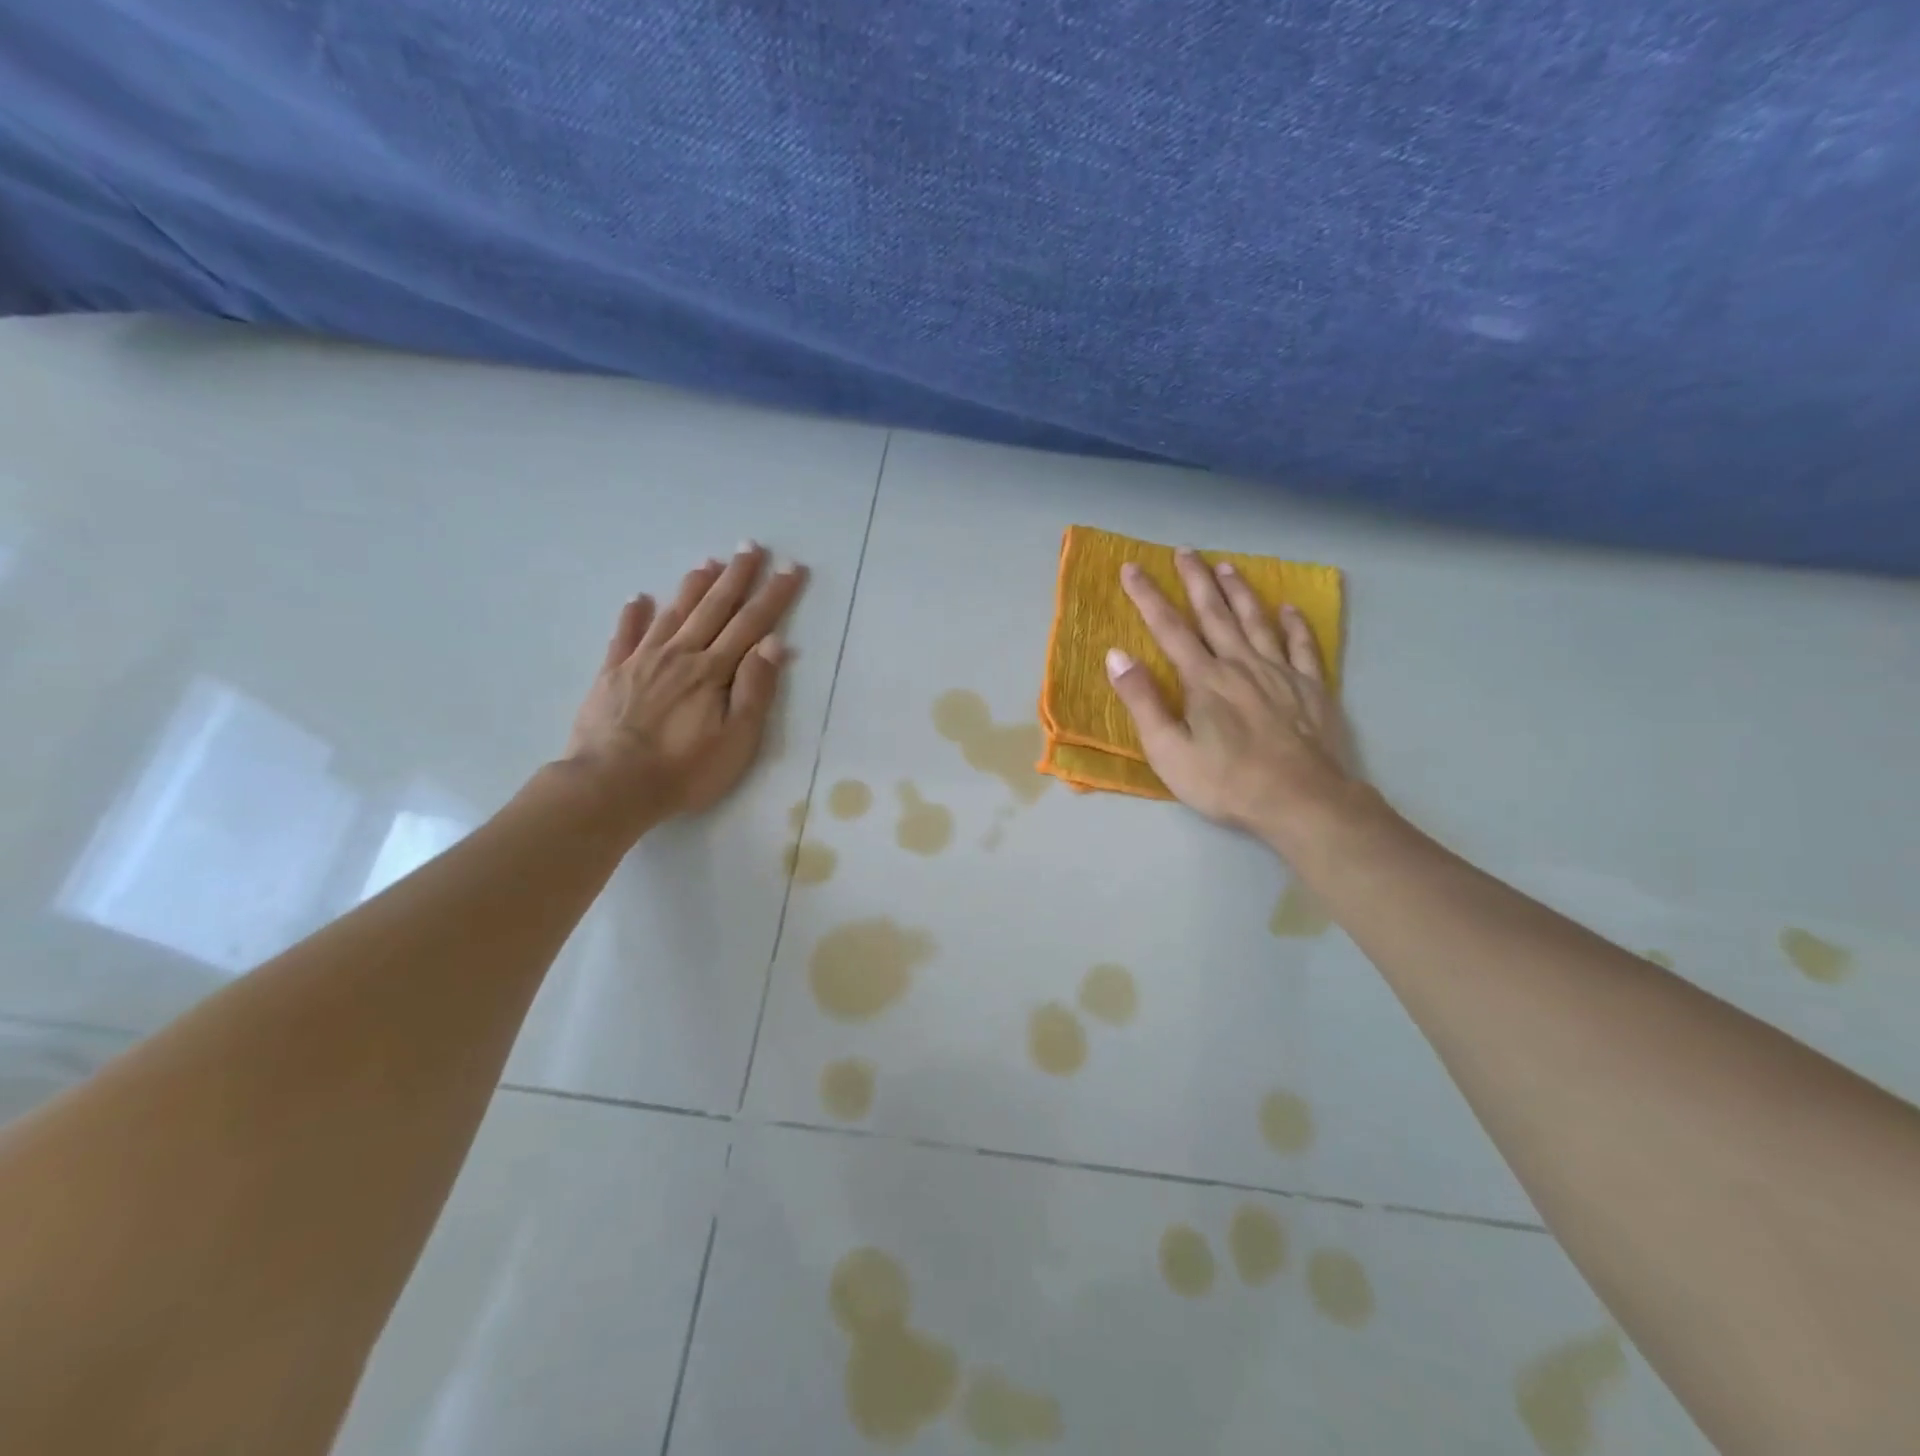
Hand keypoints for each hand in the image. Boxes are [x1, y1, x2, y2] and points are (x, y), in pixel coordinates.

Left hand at [563, 542, 805, 828]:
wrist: (610, 785)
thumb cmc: (684, 770)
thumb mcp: (736, 739)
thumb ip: (755, 689)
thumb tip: (775, 643)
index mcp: (713, 671)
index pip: (751, 624)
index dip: (773, 596)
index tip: (790, 568)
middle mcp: (680, 655)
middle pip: (713, 608)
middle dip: (736, 576)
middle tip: (750, 546)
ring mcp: (642, 661)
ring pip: (673, 613)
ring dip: (692, 587)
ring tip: (707, 563)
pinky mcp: (612, 674)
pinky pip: (624, 636)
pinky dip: (633, 615)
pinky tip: (638, 599)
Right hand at [1106, 550, 1357, 849]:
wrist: (1302, 801)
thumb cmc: (1226, 782)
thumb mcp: (1169, 751)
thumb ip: (1142, 701)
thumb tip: (1117, 654)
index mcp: (1204, 679)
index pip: (1169, 628)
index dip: (1148, 596)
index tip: (1132, 568)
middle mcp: (1241, 665)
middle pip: (1215, 613)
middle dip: (1196, 580)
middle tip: (1185, 551)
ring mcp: (1280, 673)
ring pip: (1257, 621)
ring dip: (1240, 592)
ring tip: (1228, 566)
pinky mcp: (1311, 688)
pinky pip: (1303, 646)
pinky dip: (1295, 624)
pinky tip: (1289, 608)